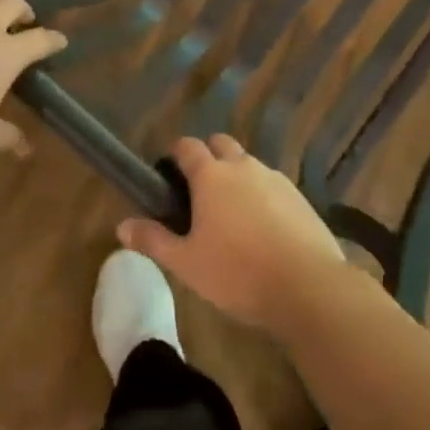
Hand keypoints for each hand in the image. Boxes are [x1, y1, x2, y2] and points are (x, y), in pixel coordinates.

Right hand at [117, 135, 348, 334]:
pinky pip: (272, 184)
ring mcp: (274, 177)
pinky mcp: (298, 195)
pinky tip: (263, 228)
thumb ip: (154, 241)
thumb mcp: (187, 264)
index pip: (187, 146)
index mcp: (211, 175)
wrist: (308, 286)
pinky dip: (262, 195)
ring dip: (237, 176)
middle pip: (220, 144)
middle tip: (200, 191)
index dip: (176, 154)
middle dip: (208, 156)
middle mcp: (242, 166)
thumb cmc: (238, 273)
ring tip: (233, 214)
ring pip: (248, 163)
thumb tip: (121, 225)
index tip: (169, 172)